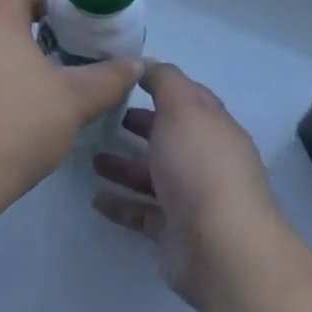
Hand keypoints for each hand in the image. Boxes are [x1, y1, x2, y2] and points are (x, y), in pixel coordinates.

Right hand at [92, 62, 283, 310]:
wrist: (220, 247)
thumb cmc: (200, 166)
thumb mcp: (183, 107)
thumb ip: (165, 81)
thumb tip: (148, 64)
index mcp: (213, 127)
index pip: (189, 98)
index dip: (161, 85)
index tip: (126, 78)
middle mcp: (205, 160)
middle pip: (169, 137)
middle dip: (141, 125)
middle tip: (104, 117)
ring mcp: (191, 198)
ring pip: (153, 175)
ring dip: (124, 165)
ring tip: (91, 159)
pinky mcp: (174, 232)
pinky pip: (142, 212)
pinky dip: (121, 204)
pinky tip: (95, 198)